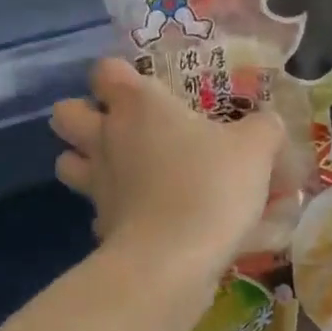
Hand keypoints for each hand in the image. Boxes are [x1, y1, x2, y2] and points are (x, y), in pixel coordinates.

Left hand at [51, 58, 284, 275]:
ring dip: (83, 162)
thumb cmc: (211, 186)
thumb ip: (262, 129)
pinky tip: (139, 216)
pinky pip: (96, 209)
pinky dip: (112, 211)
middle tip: (117, 126)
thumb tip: (266, 125)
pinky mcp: (99, 224)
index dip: (118, 75)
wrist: (173, 259)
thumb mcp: (255, 149)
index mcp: (138, 105)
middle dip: (82, 115)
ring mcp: (96, 183)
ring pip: (66, 162)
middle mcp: (107, 137)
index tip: (143, 87)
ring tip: (119, 169)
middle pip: (65, 113)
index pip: (106, 71)